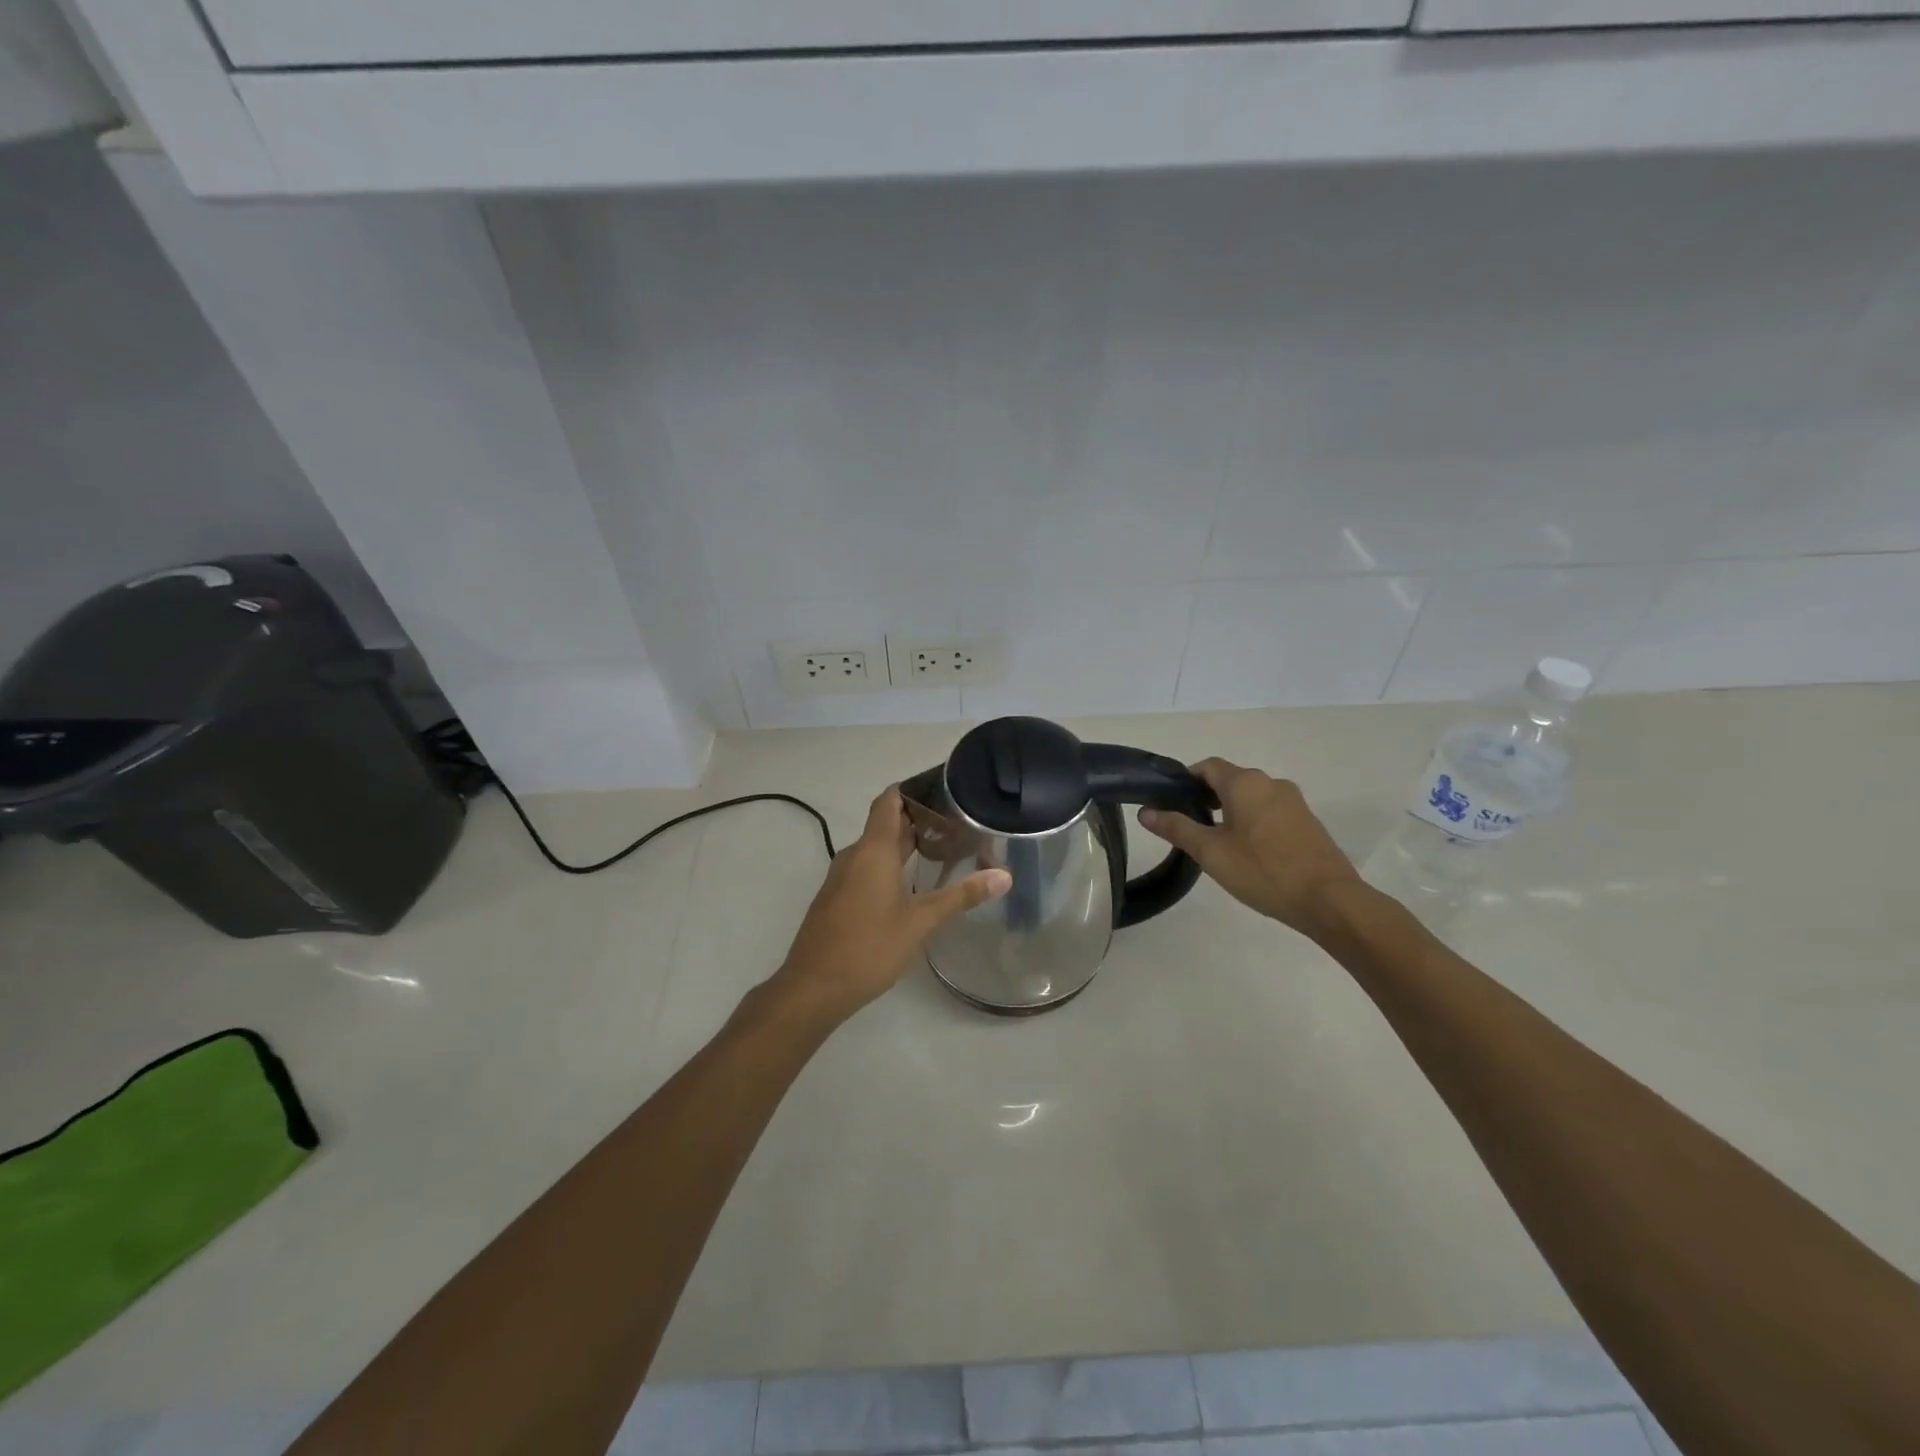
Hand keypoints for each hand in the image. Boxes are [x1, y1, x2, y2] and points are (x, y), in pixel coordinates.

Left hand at [772, 786, 1010, 1018]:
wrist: (813, 988)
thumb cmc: (869, 947)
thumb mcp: (921, 921)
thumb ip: (961, 896)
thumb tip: (1004, 875)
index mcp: (872, 850)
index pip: (888, 801)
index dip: (912, 789)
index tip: (941, 787)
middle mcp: (854, 856)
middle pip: (884, 824)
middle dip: (917, 818)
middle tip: (955, 820)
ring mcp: (841, 878)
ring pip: (875, 849)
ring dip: (904, 844)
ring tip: (941, 848)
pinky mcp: (837, 899)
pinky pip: (866, 868)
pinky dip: (890, 865)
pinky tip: (912, 883)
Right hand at [1138, 758, 1359, 937]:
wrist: (1329, 900)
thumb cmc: (1263, 871)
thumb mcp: (1210, 852)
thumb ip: (1177, 828)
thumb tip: (1145, 811)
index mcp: (1245, 783)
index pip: (1207, 766)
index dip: (1186, 780)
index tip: (1171, 802)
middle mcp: (1271, 783)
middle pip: (1230, 780)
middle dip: (1207, 797)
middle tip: (1189, 827)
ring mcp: (1294, 802)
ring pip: (1252, 797)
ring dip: (1231, 811)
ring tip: (1217, 842)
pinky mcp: (1308, 822)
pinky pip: (1271, 812)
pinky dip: (1253, 822)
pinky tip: (1248, 852)